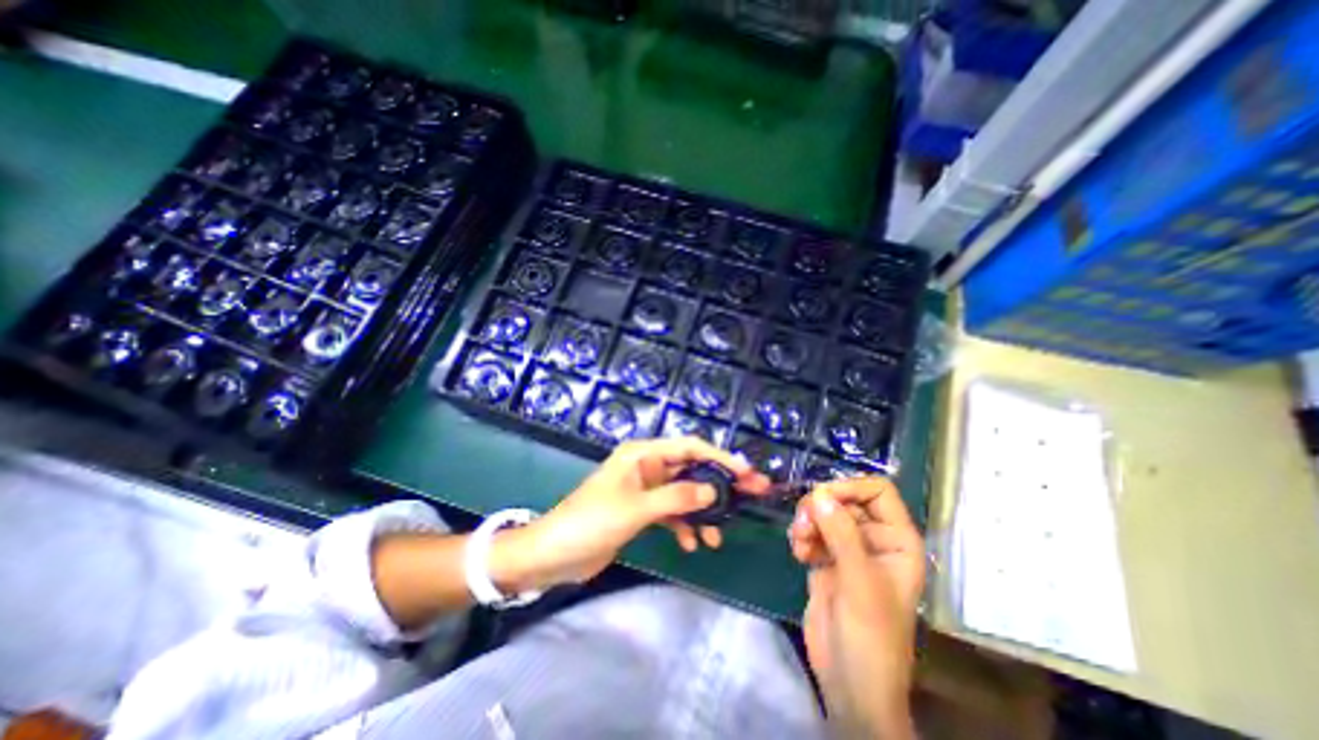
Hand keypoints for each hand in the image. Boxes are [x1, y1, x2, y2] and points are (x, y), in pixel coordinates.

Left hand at [503, 439, 773, 588]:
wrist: (553, 554)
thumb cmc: (590, 522)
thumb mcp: (635, 509)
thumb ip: (675, 498)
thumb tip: (712, 491)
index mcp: (642, 454)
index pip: (688, 447)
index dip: (719, 457)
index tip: (746, 472)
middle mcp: (646, 466)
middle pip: (690, 469)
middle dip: (718, 485)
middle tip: (751, 495)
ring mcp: (644, 489)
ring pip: (684, 493)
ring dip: (701, 512)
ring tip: (718, 536)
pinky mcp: (641, 510)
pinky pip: (671, 512)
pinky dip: (684, 526)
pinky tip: (691, 544)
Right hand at [786, 476, 918, 739]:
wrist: (849, 683)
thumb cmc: (870, 637)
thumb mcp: (860, 583)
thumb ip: (842, 535)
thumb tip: (819, 494)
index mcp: (896, 541)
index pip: (878, 492)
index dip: (851, 488)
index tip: (822, 497)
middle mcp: (873, 539)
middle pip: (844, 499)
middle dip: (820, 507)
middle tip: (803, 524)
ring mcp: (848, 549)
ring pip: (823, 513)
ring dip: (806, 522)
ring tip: (800, 543)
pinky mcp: (826, 560)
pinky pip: (811, 531)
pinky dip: (801, 536)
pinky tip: (798, 554)